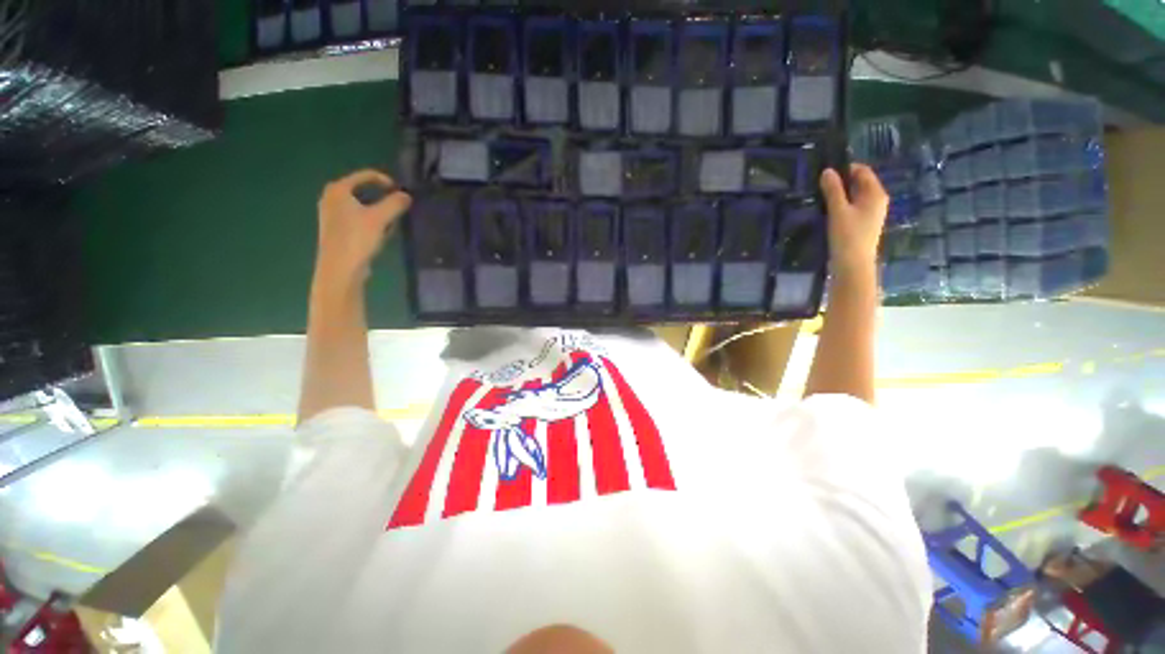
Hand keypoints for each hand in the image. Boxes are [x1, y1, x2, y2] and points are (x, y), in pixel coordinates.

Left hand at [314, 169, 411, 287]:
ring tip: (391, 223)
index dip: (384, 180)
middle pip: (362, 191)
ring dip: (378, 212)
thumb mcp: (380, 218)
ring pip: (361, 206)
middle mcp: (331, 198)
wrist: (340, 268)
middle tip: (398, 207)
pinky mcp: (336, 230)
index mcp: (338, 190)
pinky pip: (358, 219)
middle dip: (382, 198)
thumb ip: (395, 204)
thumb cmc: (357, 238)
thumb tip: (407, 195)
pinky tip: (381, 235)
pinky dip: (371, 222)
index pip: (364, 175)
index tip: (400, 190)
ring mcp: (332, 215)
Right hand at [819, 164, 887, 275]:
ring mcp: (871, 213)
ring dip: (840, 195)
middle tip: (820, 185)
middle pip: (859, 183)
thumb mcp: (838, 210)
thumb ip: (833, 190)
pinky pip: (853, 207)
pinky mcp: (863, 224)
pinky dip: (842, 205)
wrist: (853, 265)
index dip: (845, 169)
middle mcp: (877, 200)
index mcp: (875, 193)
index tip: (825, 173)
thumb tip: (827, 171)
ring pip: (855, 196)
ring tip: (821, 197)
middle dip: (841, 182)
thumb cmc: (847, 236)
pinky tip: (828, 211)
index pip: (862, 171)